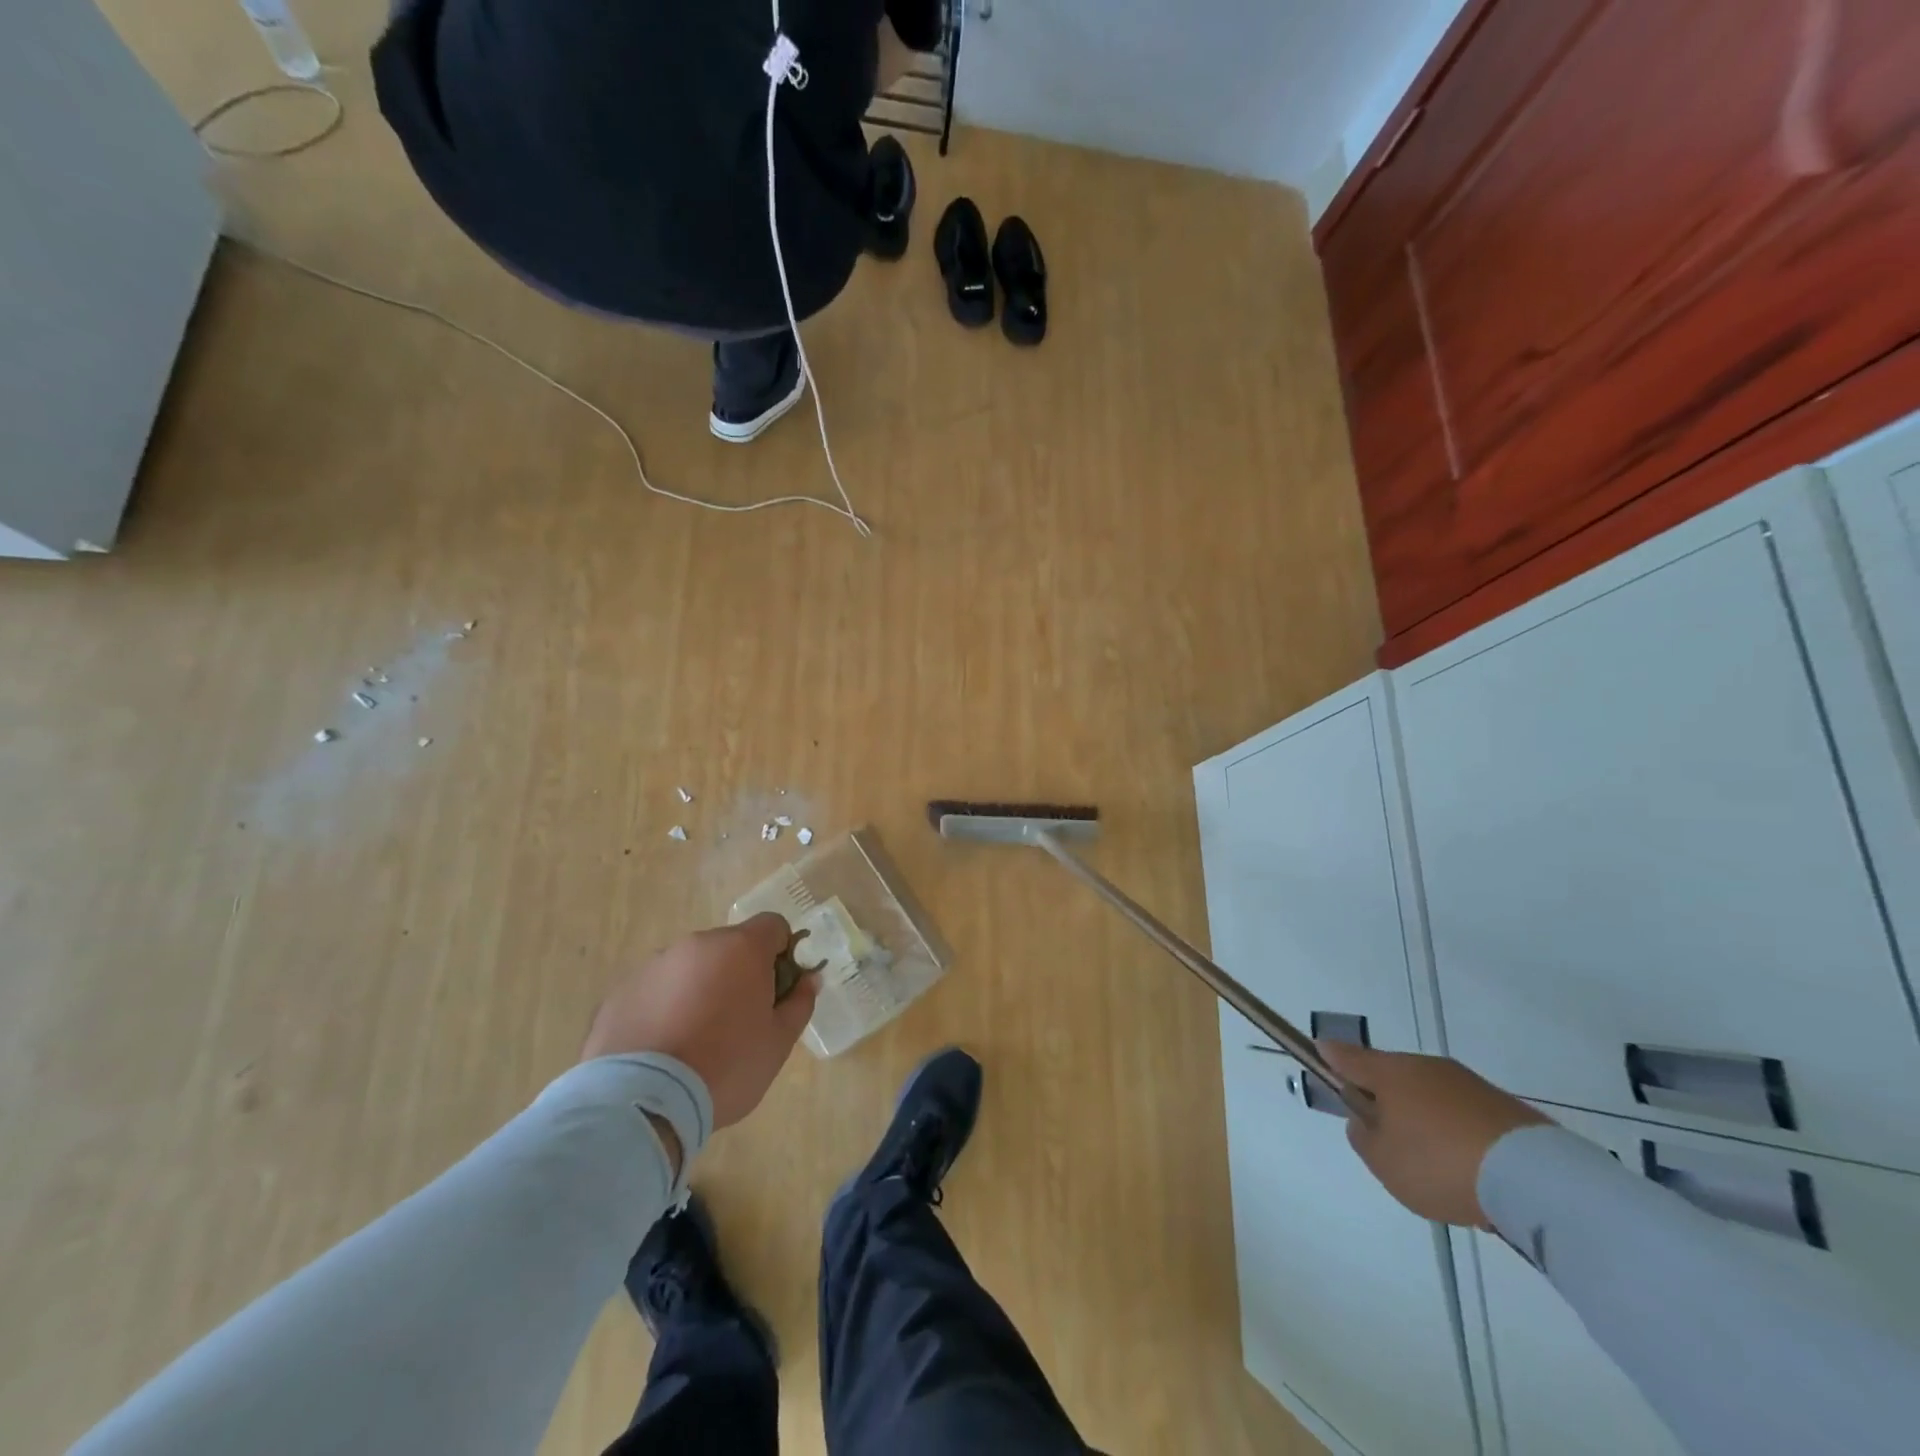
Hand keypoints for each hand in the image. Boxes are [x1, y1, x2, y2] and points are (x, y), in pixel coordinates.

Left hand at [581, 913, 818, 1129]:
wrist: (642, 1102)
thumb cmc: (726, 1067)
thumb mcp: (778, 1042)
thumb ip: (799, 1003)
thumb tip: (809, 979)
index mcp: (741, 948)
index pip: (773, 926)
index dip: (782, 953)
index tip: (777, 989)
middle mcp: (697, 944)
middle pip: (729, 947)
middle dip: (738, 973)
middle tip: (738, 1022)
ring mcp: (654, 965)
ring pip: (690, 967)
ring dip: (700, 989)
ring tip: (694, 1041)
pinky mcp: (621, 992)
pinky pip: (656, 990)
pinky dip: (664, 1008)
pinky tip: (662, 1048)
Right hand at [1319, 1041, 1551, 1227]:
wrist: (1536, 1180)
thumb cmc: (1440, 1164)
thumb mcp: (1383, 1162)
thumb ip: (1363, 1136)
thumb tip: (1366, 1119)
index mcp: (1389, 1072)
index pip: (1346, 1056)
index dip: (1329, 1057)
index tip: (1319, 1054)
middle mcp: (1426, 1067)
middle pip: (1392, 1076)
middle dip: (1385, 1099)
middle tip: (1387, 1139)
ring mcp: (1468, 1084)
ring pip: (1430, 1094)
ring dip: (1424, 1117)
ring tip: (1435, 1164)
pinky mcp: (1505, 1107)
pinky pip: (1464, 1113)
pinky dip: (1458, 1132)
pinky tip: (1469, 1168)